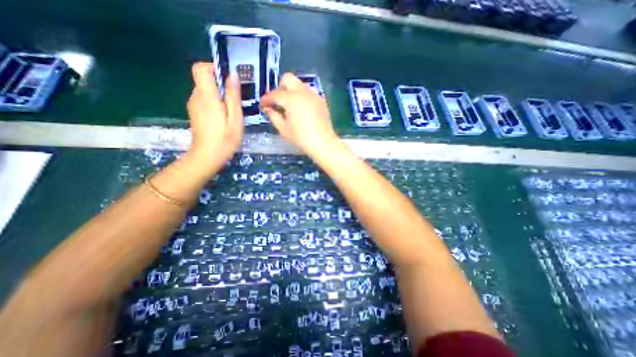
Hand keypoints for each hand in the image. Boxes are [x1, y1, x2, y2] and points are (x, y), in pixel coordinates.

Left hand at [186, 63, 243, 176]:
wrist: (207, 156)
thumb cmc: (225, 139)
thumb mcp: (235, 118)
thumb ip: (233, 96)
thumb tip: (233, 75)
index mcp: (207, 96)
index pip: (201, 68)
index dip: (214, 67)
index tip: (229, 78)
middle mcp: (196, 96)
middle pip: (204, 79)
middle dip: (221, 84)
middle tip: (237, 99)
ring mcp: (194, 105)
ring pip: (205, 90)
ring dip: (219, 94)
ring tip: (232, 110)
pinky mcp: (195, 112)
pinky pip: (204, 99)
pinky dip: (215, 102)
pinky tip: (224, 116)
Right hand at [260, 72, 340, 157]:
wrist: (323, 143)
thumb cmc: (301, 138)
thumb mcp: (283, 129)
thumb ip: (273, 116)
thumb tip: (268, 109)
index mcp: (291, 99)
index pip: (274, 94)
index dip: (266, 99)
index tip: (263, 105)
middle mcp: (303, 92)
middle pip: (288, 79)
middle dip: (280, 88)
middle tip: (278, 102)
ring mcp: (314, 95)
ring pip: (300, 84)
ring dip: (292, 91)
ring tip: (290, 106)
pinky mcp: (321, 100)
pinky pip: (309, 93)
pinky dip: (302, 97)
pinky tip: (302, 110)